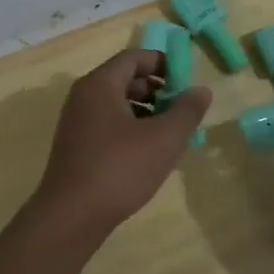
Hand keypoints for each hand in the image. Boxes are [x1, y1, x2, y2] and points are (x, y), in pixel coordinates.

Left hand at [33, 49, 212, 234]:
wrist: (72, 215)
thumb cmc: (120, 168)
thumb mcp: (164, 138)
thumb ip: (186, 111)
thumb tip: (201, 90)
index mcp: (100, 85)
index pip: (133, 58)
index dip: (163, 63)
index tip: (186, 80)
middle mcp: (83, 97)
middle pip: (124, 79)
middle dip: (156, 89)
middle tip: (181, 109)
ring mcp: (76, 123)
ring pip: (116, 104)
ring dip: (146, 111)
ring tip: (170, 133)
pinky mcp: (76, 147)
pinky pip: (107, 125)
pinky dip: (130, 129)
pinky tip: (148, 153)